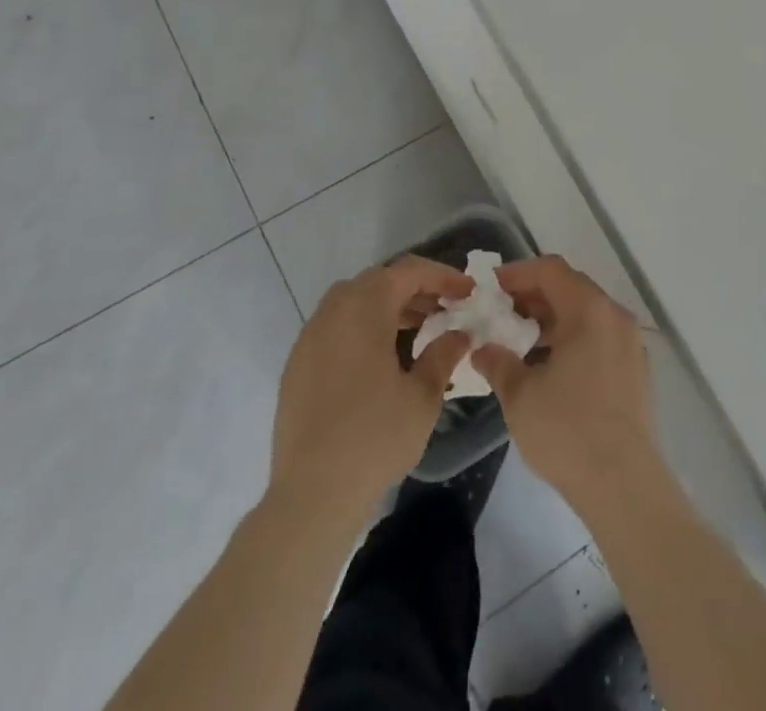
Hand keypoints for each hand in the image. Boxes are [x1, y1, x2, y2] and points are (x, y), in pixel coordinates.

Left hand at [270, 256, 473, 519]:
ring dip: (388, 306)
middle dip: (415, 289)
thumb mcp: (422, 396)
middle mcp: (333, 310)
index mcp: (364, 308)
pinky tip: (381, 357)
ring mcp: (310, 336)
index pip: (408, 272)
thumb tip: (459, 334)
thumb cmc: (374, 438)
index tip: (468, 290)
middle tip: (445, 307)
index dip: (442, 276)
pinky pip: (336, 326)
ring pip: (354, 301)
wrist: (311, 494)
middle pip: (379, 281)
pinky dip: (363, 326)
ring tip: (418, 329)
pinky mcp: (298, 363)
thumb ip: (443, 355)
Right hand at [473, 256, 659, 516]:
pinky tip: (549, 366)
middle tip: (500, 313)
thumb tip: (483, 349)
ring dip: (551, 319)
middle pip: (569, 287)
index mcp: (589, 310)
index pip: (550, 270)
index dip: (517, 273)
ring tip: (519, 341)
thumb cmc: (568, 430)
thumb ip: (498, 361)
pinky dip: (572, 338)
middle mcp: (614, 317)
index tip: (490, 288)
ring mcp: (630, 344)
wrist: (624, 487)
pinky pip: (599, 337)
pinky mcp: (635, 371)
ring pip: (585, 314)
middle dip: (532, 296)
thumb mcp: (520, 395)